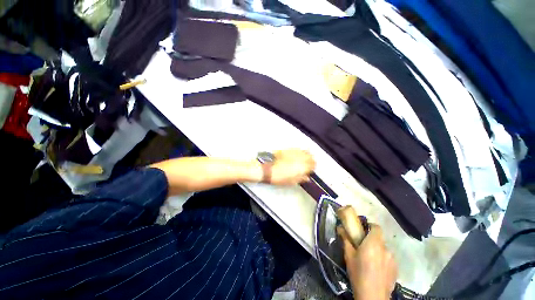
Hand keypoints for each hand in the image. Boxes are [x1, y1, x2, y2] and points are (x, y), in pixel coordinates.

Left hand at [269, 149, 315, 184]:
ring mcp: (294, 152)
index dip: (313, 168)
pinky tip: (296, 155)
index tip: (310, 170)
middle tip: (308, 165)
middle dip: (311, 161)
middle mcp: (300, 157)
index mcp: (303, 166)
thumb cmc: (280, 177)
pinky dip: (300, 152)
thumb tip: (307, 177)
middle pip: (310, 156)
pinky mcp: (288, 149)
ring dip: (306, 155)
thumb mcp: (292, 182)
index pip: (313, 164)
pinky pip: (298, 149)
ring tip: (303, 159)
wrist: (268, 169)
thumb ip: (301, 178)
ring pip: (305, 151)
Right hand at [339, 224, 397, 299]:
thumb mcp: (348, 255)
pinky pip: (388, 259)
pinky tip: (376, 269)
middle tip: (362, 246)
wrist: (373, 296)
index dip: (369, 226)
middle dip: (371, 240)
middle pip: (379, 239)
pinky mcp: (396, 269)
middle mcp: (386, 249)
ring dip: (377, 251)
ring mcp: (393, 260)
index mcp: (374, 243)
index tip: (362, 230)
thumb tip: (340, 227)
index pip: (376, 227)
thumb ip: (345, 239)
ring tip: (369, 260)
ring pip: (384, 250)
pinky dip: (382, 260)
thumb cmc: (358, 273)